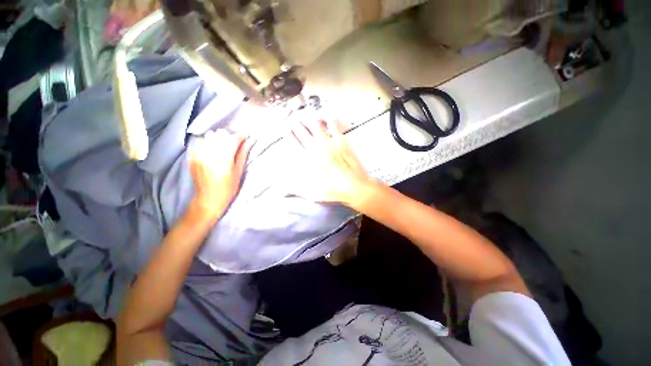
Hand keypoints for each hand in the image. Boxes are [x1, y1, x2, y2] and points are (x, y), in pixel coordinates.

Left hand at [189, 130, 250, 222]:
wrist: (208, 199)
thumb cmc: (228, 188)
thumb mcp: (239, 172)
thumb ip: (242, 154)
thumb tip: (248, 142)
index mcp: (224, 158)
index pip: (233, 139)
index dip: (241, 136)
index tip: (245, 137)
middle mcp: (210, 153)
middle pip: (220, 134)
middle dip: (229, 137)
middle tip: (234, 144)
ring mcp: (198, 154)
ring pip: (209, 136)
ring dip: (218, 138)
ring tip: (222, 147)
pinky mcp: (192, 156)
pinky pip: (200, 142)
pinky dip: (207, 142)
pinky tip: (212, 150)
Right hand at [289, 119, 373, 207]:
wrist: (354, 186)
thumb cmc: (334, 190)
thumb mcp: (311, 193)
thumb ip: (296, 188)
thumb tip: (284, 188)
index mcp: (307, 159)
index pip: (293, 143)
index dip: (287, 135)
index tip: (285, 131)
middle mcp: (316, 148)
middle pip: (302, 131)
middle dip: (296, 125)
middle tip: (294, 122)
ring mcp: (329, 142)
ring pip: (315, 125)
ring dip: (309, 120)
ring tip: (306, 118)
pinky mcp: (341, 141)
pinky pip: (333, 125)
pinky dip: (328, 120)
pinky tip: (326, 118)